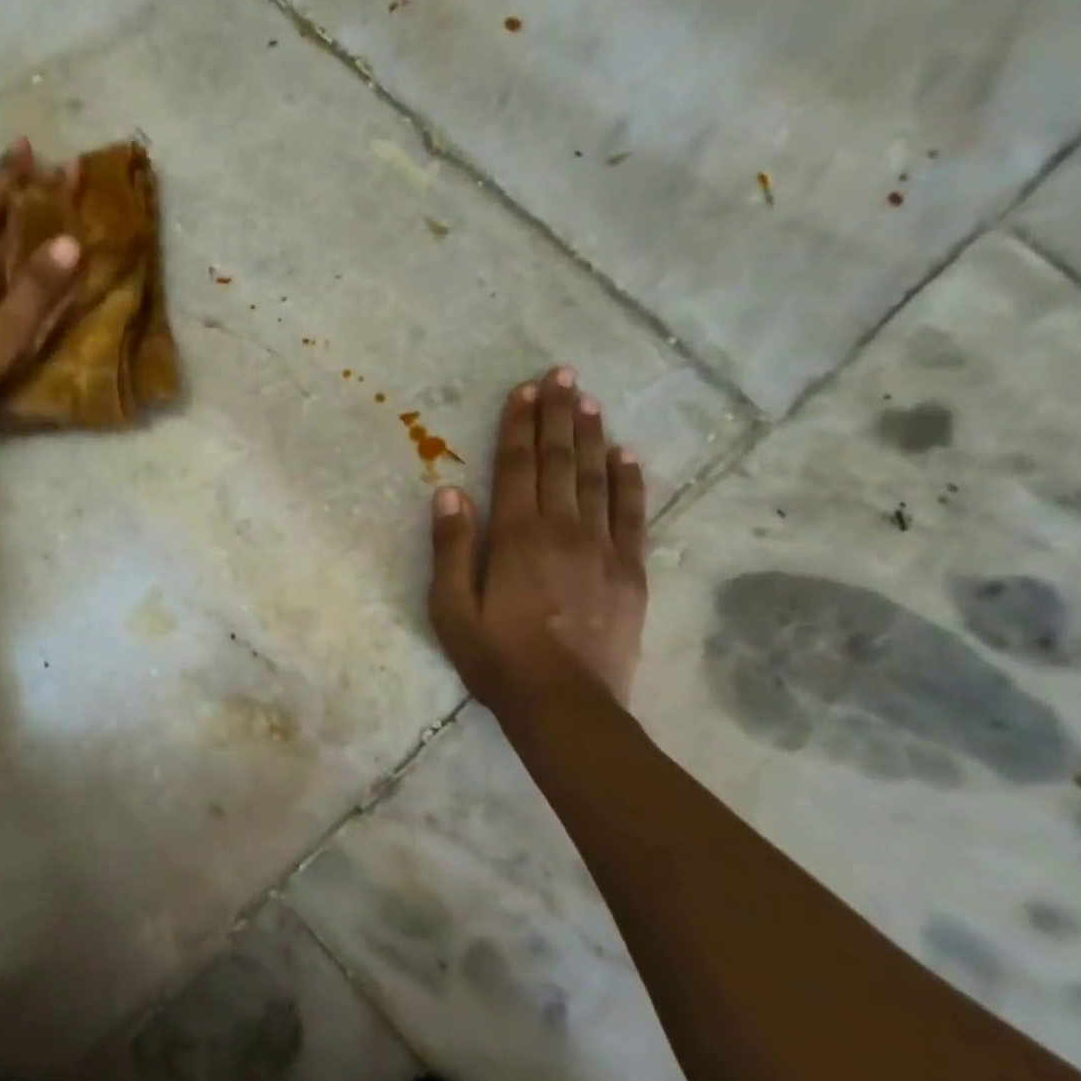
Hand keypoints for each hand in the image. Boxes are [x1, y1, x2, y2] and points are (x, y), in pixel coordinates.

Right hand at [428, 367, 648, 710]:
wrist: (566, 705)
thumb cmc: (497, 658)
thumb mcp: (452, 608)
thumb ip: (451, 547)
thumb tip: (448, 491)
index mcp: (516, 537)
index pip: (518, 467)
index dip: (520, 426)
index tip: (525, 390)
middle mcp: (562, 530)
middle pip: (560, 462)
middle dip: (559, 416)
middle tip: (564, 375)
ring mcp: (602, 549)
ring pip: (596, 479)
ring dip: (591, 437)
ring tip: (590, 401)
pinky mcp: (630, 572)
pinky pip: (632, 515)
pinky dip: (630, 482)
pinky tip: (628, 456)